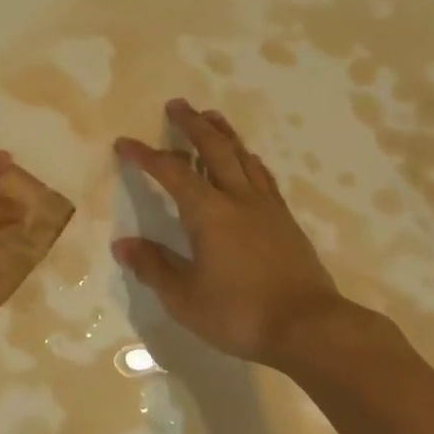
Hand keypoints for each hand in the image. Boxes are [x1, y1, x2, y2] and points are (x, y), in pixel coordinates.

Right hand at [114, 98, 381, 372]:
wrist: (311, 329)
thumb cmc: (240, 314)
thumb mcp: (184, 298)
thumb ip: (153, 267)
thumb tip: (123, 245)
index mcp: (208, 213)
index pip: (171, 172)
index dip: (146, 155)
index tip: (125, 143)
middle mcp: (237, 199)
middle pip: (214, 149)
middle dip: (192, 125)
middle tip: (177, 104)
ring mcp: (266, 208)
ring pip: (243, 157)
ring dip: (224, 134)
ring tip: (212, 116)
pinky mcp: (286, 222)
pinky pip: (263, 177)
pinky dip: (249, 160)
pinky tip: (249, 160)